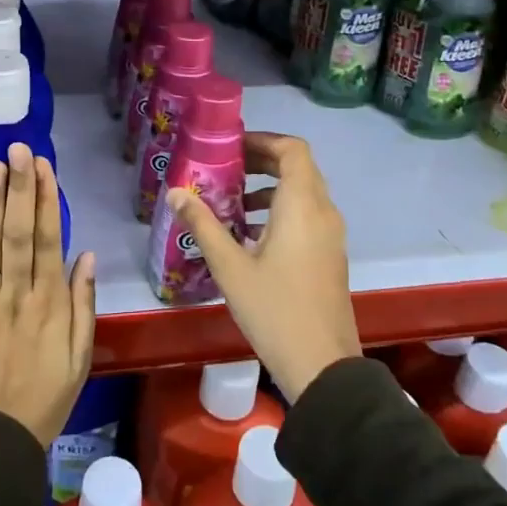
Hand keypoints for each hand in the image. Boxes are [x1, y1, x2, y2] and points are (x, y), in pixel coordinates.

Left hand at [0, 144, 97, 447]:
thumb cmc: (43, 399)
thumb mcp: (80, 358)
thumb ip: (84, 305)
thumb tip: (86, 255)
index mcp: (51, 304)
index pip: (49, 239)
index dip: (46, 200)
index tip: (43, 166)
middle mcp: (18, 295)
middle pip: (19, 232)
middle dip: (20, 187)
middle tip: (18, 149)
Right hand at [164, 131, 358, 401]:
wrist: (322, 365)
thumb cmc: (274, 309)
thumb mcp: (230, 266)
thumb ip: (202, 224)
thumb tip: (175, 192)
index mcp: (302, 205)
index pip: (292, 149)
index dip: (262, 140)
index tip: (230, 147)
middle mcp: (323, 211)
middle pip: (298, 167)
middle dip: (261, 161)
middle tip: (225, 169)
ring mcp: (331, 235)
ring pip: (303, 192)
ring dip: (270, 188)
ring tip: (232, 203)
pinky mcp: (330, 255)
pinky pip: (307, 215)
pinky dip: (281, 210)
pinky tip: (250, 236)